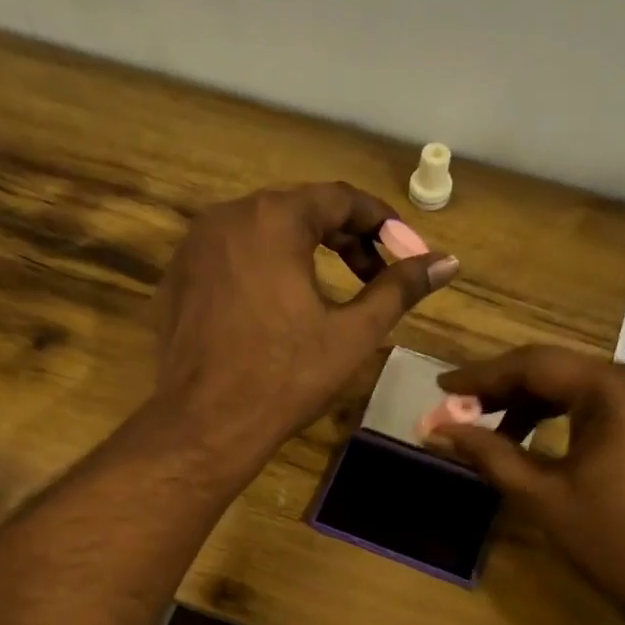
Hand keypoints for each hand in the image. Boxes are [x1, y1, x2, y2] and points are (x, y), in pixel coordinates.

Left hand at [153, 182, 458, 461]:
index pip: (339, 199)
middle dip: (343, 237)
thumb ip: (399, 289)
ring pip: (262, 231)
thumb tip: (447, 261)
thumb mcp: (352, 334)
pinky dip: (263, 267)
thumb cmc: (284, 378)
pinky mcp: (177, 277)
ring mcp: (194, 246)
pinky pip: (231, 256)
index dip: (380, 221)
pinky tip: (278, 306)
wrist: (204, 424)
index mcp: (273, 219)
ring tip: (330, 290)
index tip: (404, 249)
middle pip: (299, 210)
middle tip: (373, 274)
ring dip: (303, 250)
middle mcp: (227, 217)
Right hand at [432, 347, 624, 624]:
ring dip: (544, 404)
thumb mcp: (542, 496)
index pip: (536, 365)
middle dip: (510, 393)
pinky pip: (620, 399)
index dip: (482, 376)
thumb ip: (488, 453)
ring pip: (591, 384)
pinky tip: (551, 436)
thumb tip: (437, 427)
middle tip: (464, 413)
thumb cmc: (616, 545)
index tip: (442, 385)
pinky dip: (581, 413)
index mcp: (620, 388)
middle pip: (565, 372)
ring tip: (502, 434)